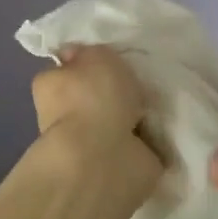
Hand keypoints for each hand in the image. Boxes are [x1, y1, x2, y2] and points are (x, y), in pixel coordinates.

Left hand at [29, 45, 163, 208]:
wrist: (105, 156)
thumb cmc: (94, 97)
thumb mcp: (94, 55)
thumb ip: (91, 53)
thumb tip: (77, 55)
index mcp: (51, 86)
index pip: (67, 71)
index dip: (86, 66)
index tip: (111, 62)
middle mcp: (63, 117)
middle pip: (93, 98)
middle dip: (114, 94)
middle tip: (141, 83)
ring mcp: (89, 145)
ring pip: (115, 122)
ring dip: (134, 117)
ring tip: (160, 103)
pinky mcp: (114, 166)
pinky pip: (136, 144)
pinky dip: (149, 139)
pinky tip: (166, 126)